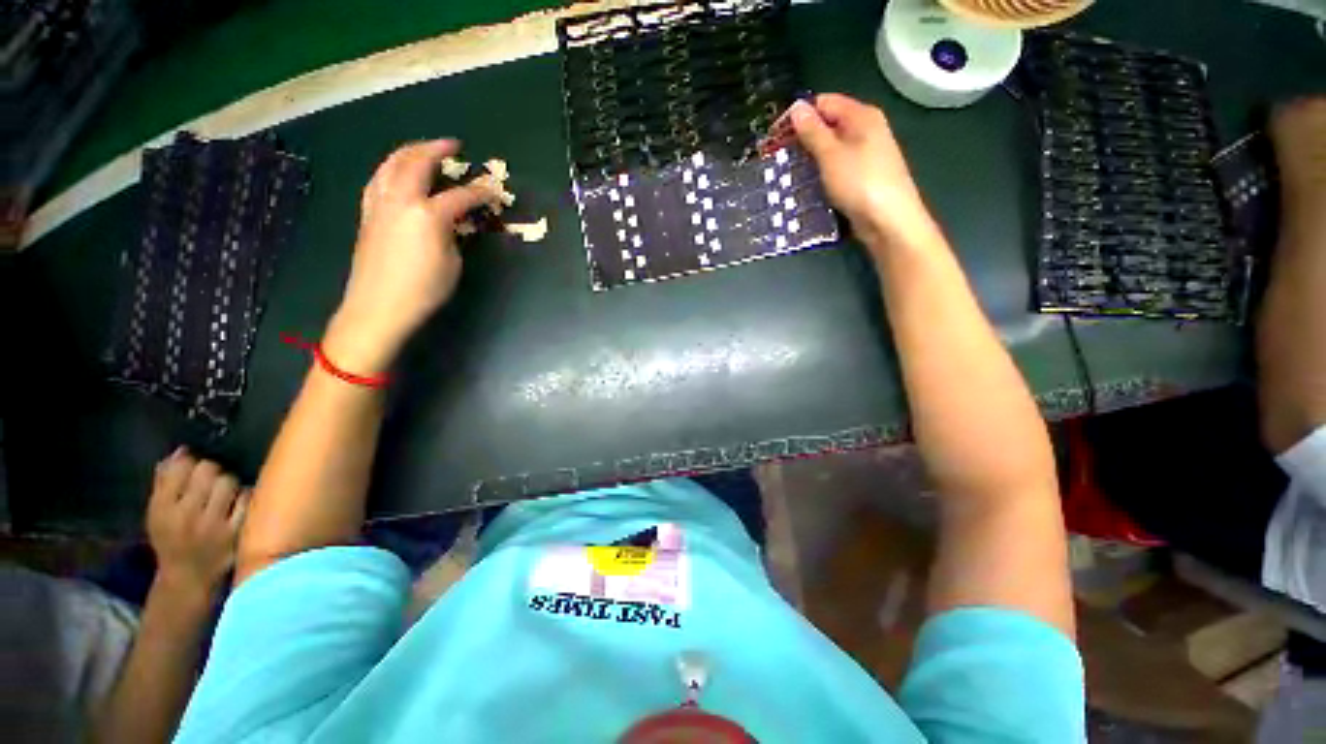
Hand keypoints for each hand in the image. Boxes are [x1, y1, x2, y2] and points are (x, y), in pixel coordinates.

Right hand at [147, 448, 246, 595]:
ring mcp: (212, 525)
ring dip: (229, 482)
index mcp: (162, 509)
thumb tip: (180, 451)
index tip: (194, 468)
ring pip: (228, 482)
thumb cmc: (172, 540)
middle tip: (213, 478)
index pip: (181, 468)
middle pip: (208, 471)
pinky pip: (246, 499)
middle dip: (212, 470)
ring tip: (225, 492)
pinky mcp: (235, 533)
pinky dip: (245, 496)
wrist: (187, 579)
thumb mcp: (158, 514)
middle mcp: (185, 516)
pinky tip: (239, 502)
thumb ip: (165, 482)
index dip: (192, 462)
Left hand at [328, 139, 497, 373]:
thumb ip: (453, 234)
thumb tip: (452, 221)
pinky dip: (391, 168)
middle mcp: (400, 200)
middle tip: (452, 145)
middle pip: (417, 162)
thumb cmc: (423, 290)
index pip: (460, 195)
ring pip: (391, 164)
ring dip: (409, 151)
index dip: (480, 192)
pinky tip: (397, 172)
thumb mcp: (452, 263)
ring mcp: (379, 204)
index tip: (493, 190)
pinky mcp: (368, 214)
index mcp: (427, 214)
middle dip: (436, 149)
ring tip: (423, 149)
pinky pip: (378, 179)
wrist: (378, 307)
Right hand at [791, 93, 938, 252]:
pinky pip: (835, 168)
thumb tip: (796, 107)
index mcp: (861, 115)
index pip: (824, 103)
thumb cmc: (859, 182)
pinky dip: (820, 174)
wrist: (888, 220)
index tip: (775, 134)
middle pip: (828, 125)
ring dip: (810, 159)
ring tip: (786, 173)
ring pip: (830, 149)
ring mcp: (865, 155)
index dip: (799, 115)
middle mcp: (865, 130)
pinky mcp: (861, 177)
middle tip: (777, 157)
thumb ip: (813, 131)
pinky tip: (806, 186)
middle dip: (802, 139)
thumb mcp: (831, 154)